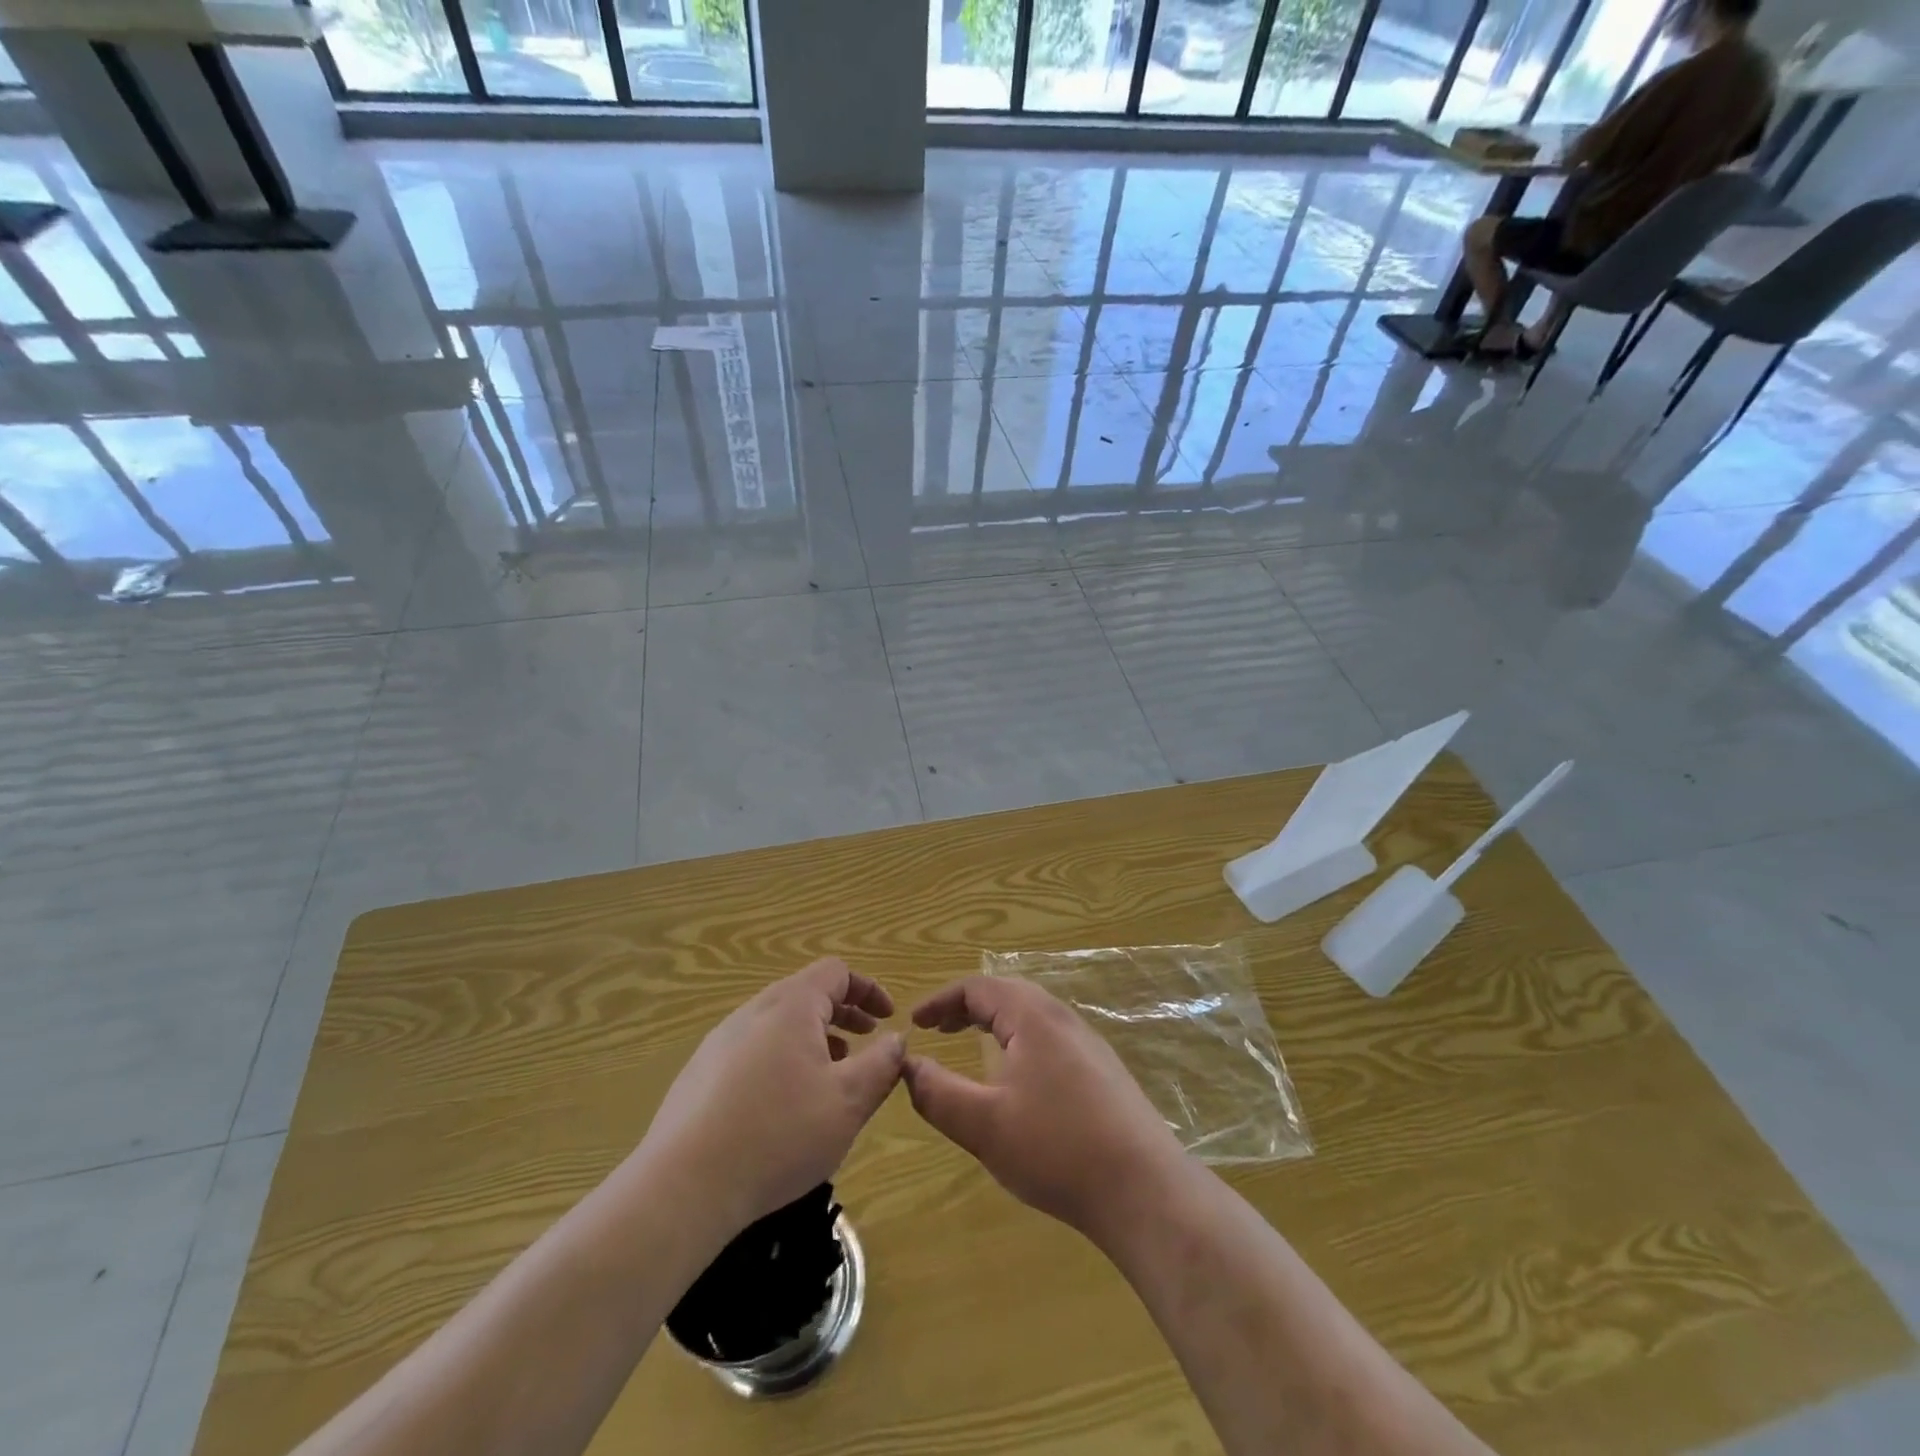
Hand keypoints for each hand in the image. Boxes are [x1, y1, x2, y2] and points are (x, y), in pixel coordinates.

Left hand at [639, 959, 904, 1234]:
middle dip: (843, 1014)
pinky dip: (782, 1059)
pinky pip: (753, 1050)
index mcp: (791, 1005)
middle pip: (806, 994)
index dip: (868, 990)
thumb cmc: (779, 1134)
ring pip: (778, 1023)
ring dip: (813, 1038)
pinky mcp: (699, 1075)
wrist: (683, 1187)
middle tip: (867, 1042)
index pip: (836, 972)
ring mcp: (720, 1042)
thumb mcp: (849, 1101)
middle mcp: (753, 1011)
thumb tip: (896, 1040)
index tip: (888, 1020)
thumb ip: (881, 1064)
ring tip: (831, 1075)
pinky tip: (785, 1106)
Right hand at [902, 976, 1187, 1242]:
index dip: (941, 1001)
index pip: (978, 987)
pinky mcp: (1103, 1072)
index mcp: (1033, 1017)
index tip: (915, 1023)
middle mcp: (1063, 1018)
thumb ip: (936, 1093)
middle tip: (938, 1029)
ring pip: (1031, 1016)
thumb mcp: (983, 1125)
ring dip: (995, 1023)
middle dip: (967, 1007)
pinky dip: (1020, 1042)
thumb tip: (908, 1065)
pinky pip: (1050, 1038)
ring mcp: (1089, 1044)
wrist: (1144, 1189)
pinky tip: (1017, 1079)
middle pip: (1007, 994)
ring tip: (971, 1045)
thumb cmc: (1057, 1149)